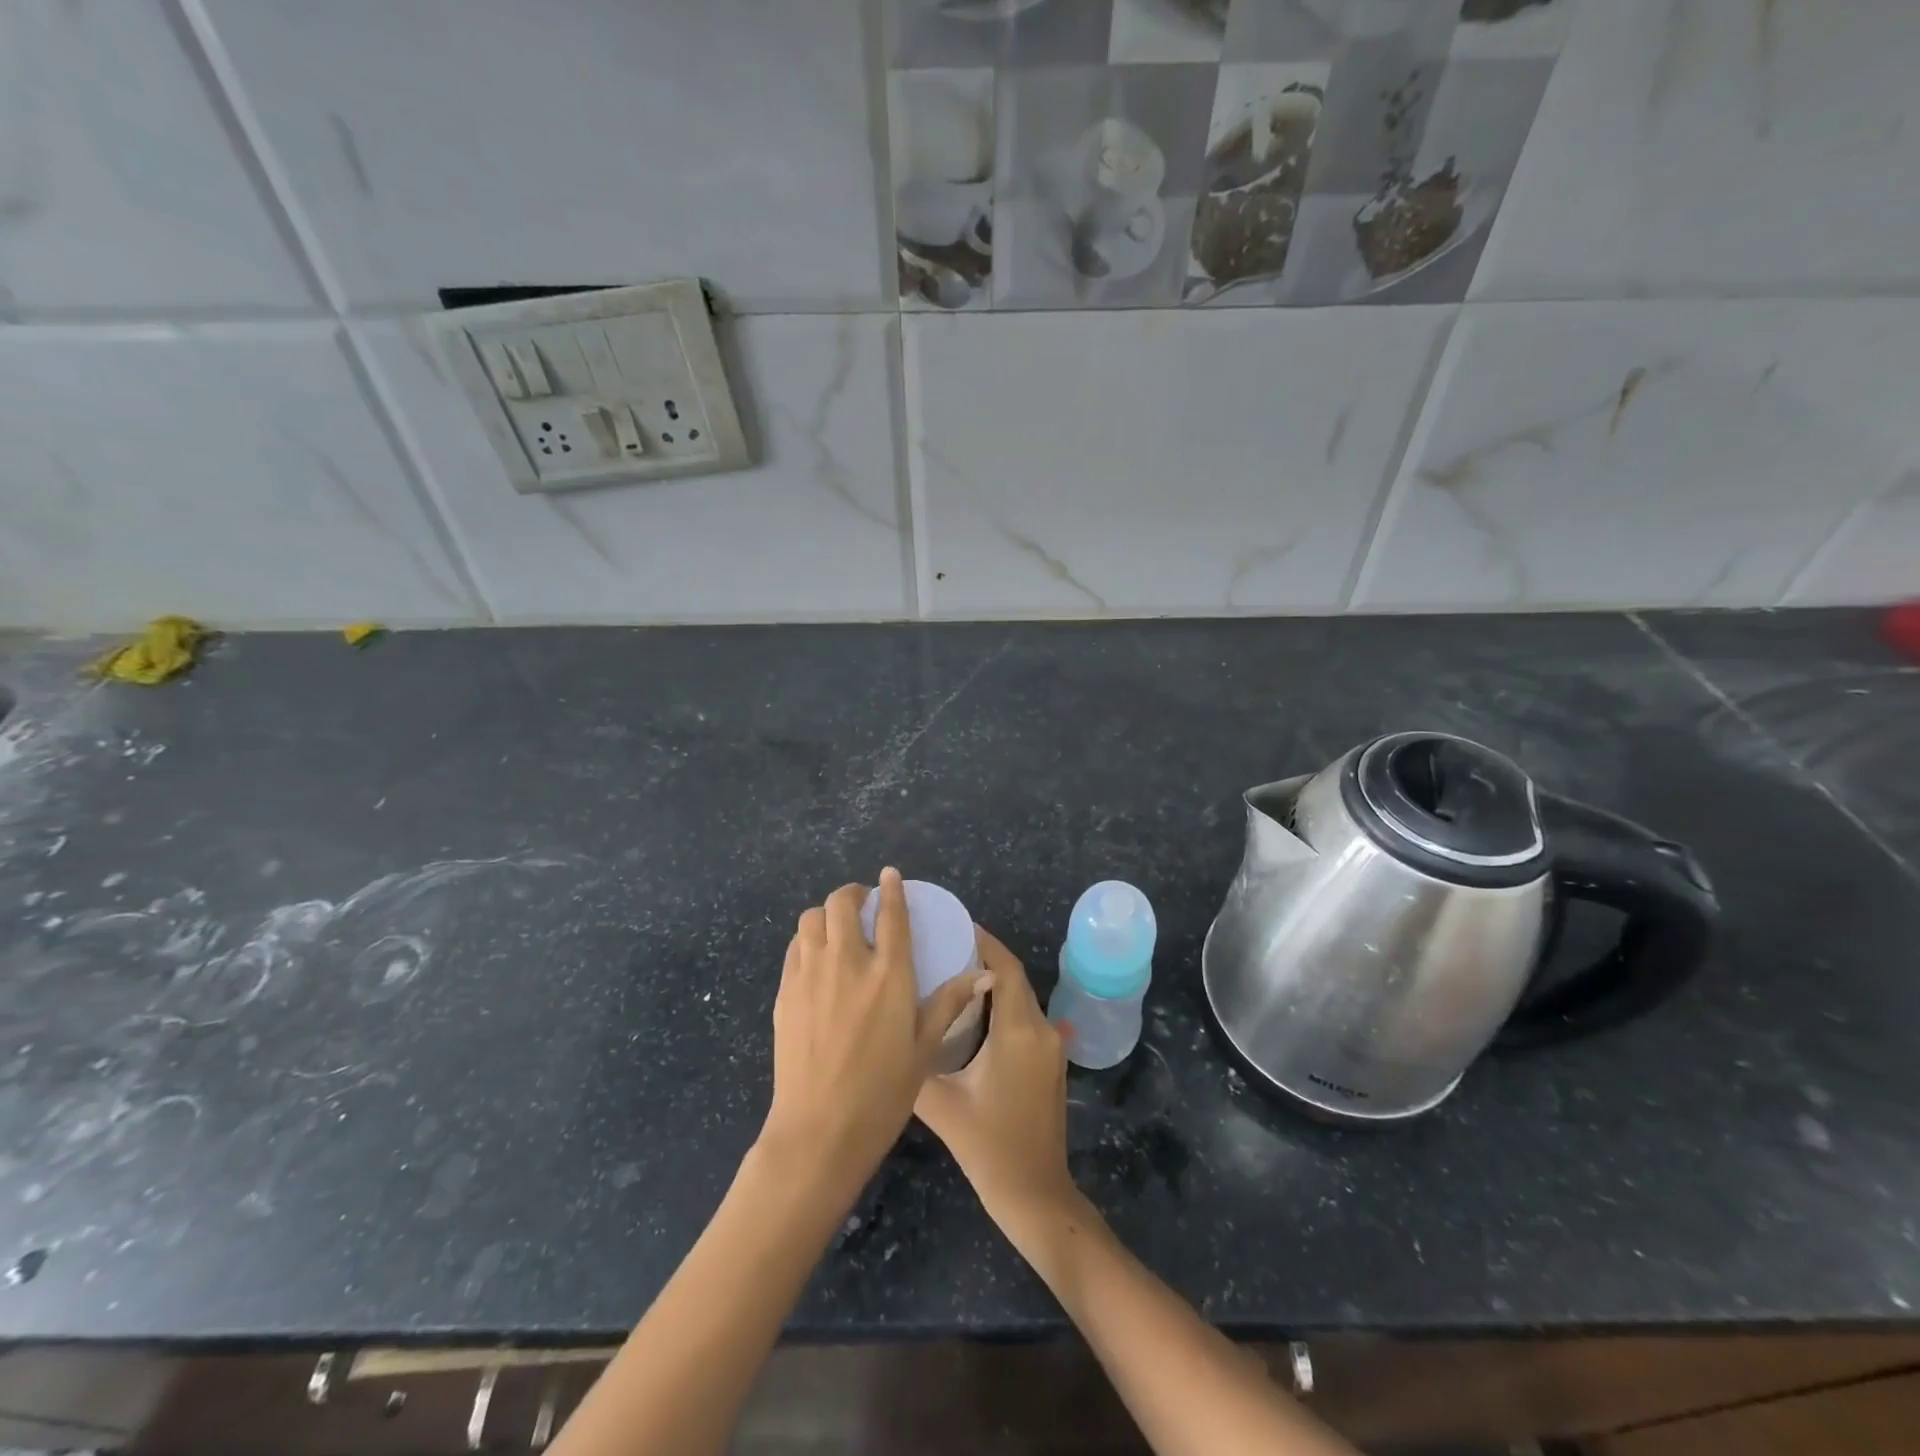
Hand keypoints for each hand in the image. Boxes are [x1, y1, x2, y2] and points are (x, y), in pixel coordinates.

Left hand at [762, 869, 987, 1196]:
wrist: (819, 1131)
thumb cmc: (882, 1093)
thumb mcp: (924, 1049)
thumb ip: (949, 1003)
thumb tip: (983, 975)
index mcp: (888, 974)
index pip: (891, 913)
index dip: (891, 888)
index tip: (890, 874)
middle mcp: (847, 963)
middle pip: (842, 903)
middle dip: (853, 894)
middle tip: (863, 904)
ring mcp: (810, 975)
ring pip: (811, 918)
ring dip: (826, 914)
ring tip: (838, 928)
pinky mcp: (785, 992)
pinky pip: (794, 947)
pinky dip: (807, 939)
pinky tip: (816, 957)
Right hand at [914, 927, 1080, 1240]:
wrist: (1035, 1194)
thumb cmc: (988, 1147)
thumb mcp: (942, 1104)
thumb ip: (917, 1063)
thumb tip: (893, 1032)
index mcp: (1018, 1031)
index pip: (1004, 968)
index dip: (984, 941)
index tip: (954, 925)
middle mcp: (1041, 1029)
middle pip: (1014, 979)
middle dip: (984, 958)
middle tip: (944, 948)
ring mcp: (1052, 1047)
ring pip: (1021, 998)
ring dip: (993, 983)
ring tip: (953, 974)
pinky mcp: (1051, 1063)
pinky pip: (1026, 1019)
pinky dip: (1003, 1007)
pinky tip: (975, 1014)